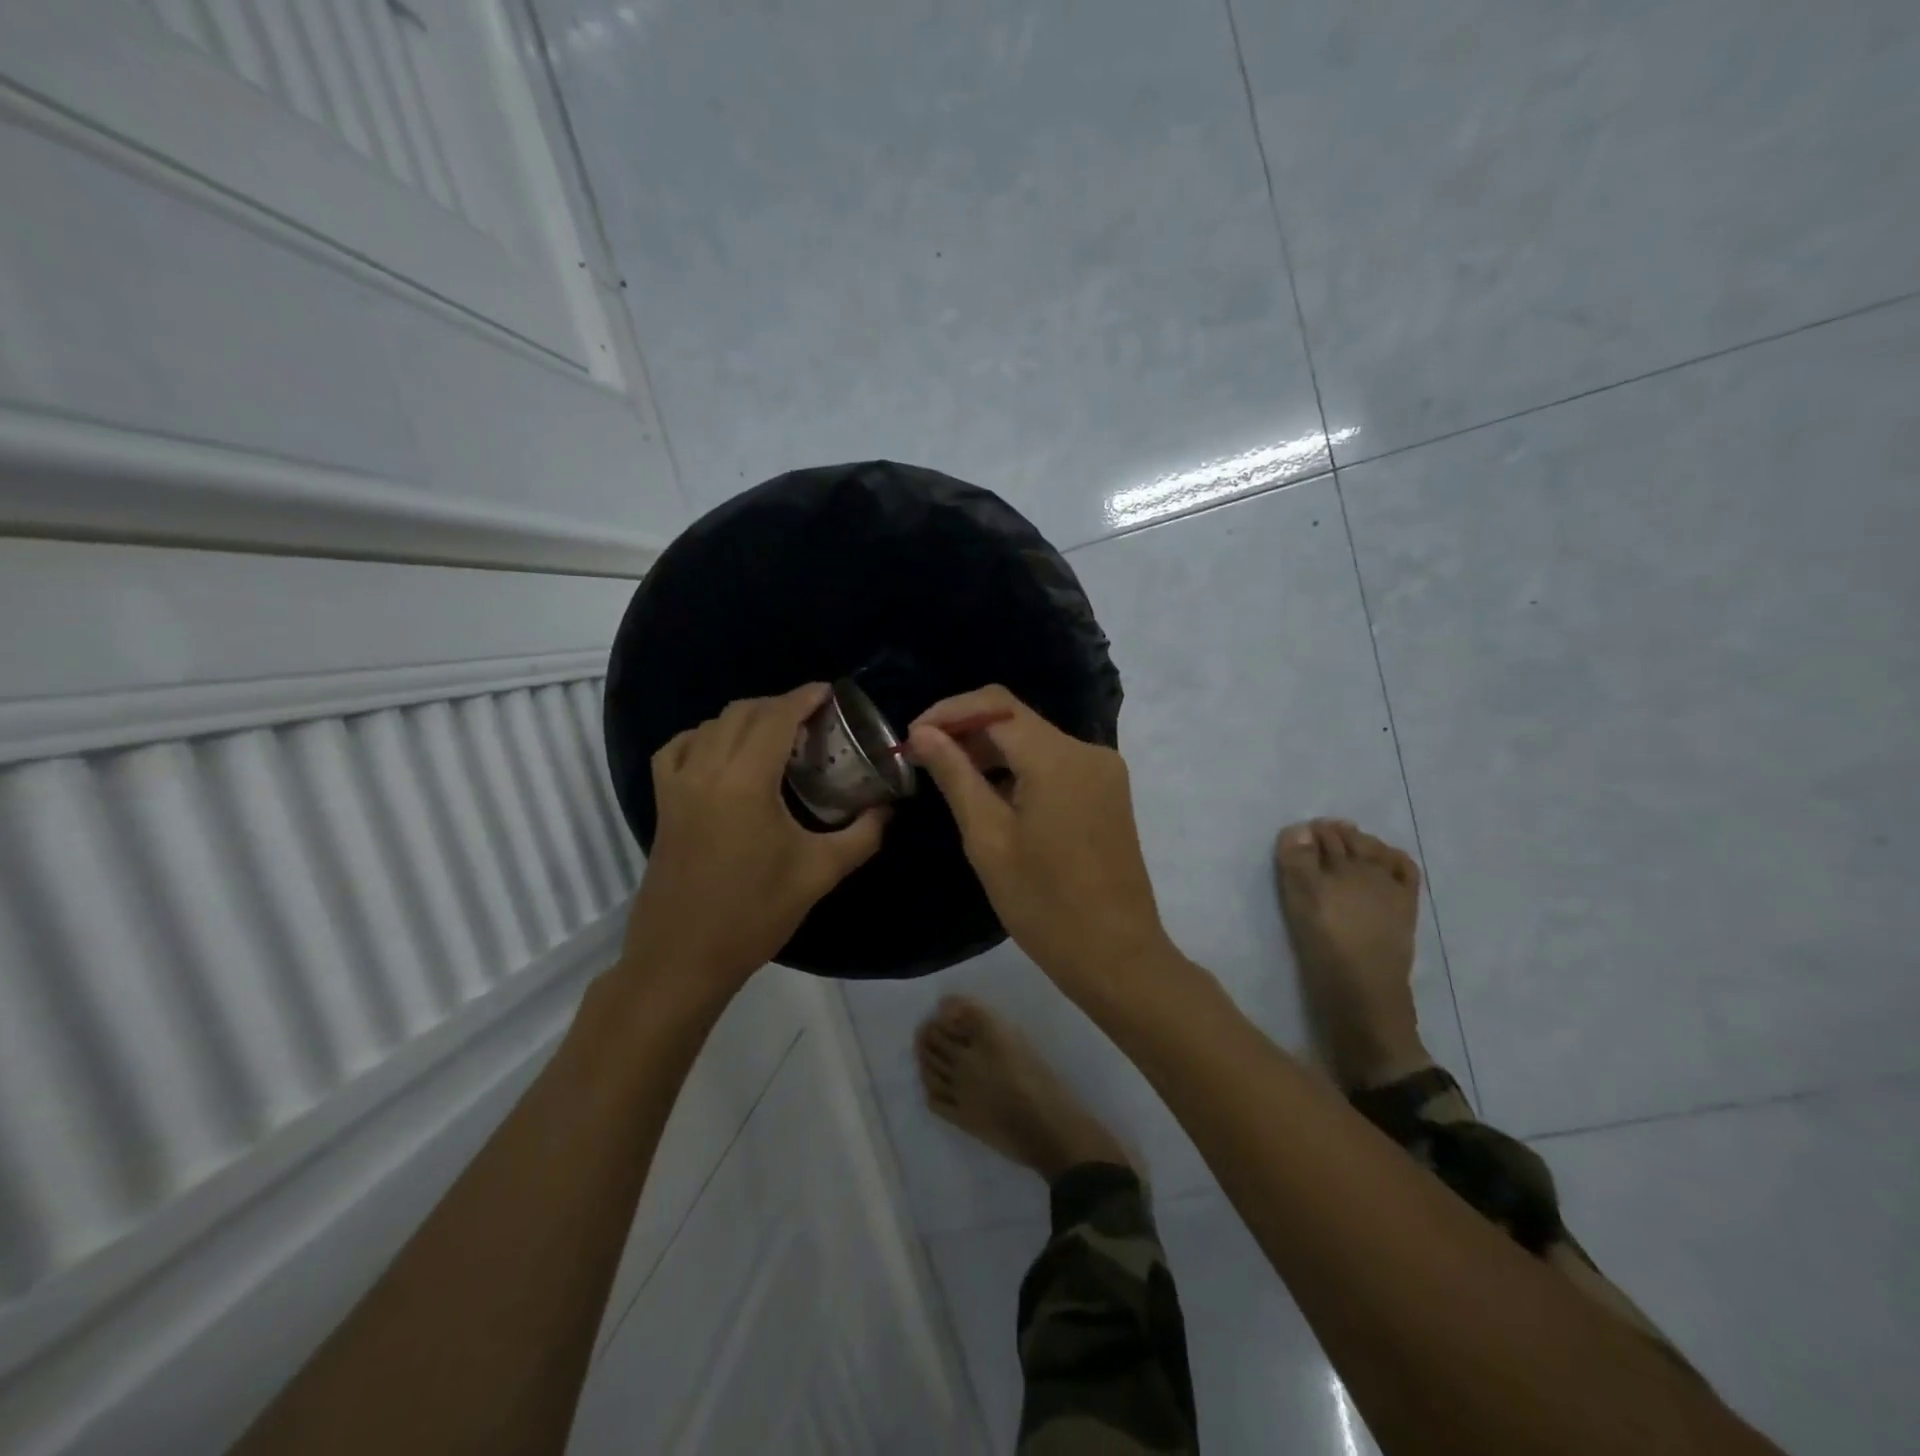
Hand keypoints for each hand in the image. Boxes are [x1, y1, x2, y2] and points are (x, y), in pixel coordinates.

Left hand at [619, 684, 887, 995]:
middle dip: (779, 705)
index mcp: (745, 781)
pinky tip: (721, 752)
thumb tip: (888, 809)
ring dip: (745, 718)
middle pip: (742, 713)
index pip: (776, 718)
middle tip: (812, 718)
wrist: (683, 957)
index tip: (829, 692)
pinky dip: (704, 736)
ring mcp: (677, 786)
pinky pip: (678, 748)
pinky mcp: (662, 804)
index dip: (803, 698)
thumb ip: (862, 835)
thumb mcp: (819, 873)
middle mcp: (706, 770)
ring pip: (709, 725)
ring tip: (775, 734)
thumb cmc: (754, 914)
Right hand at [906, 685, 1174, 994]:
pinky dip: (1020, 771)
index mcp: (1059, 758)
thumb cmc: (1044, 904)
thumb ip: (956, 776)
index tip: (913, 737)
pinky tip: (992, 797)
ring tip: (950, 779)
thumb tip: (923, 733)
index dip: (949, 712)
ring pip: (1035, 742)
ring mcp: (1103, 772)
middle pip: (1017, 721)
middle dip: (968, 732)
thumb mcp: (988, 839)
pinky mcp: (1107, 793)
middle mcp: (1088, 751)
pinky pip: (1055, 765)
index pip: (995, 706)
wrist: (1116, 956)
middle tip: (924, 761)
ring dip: (992, 753)